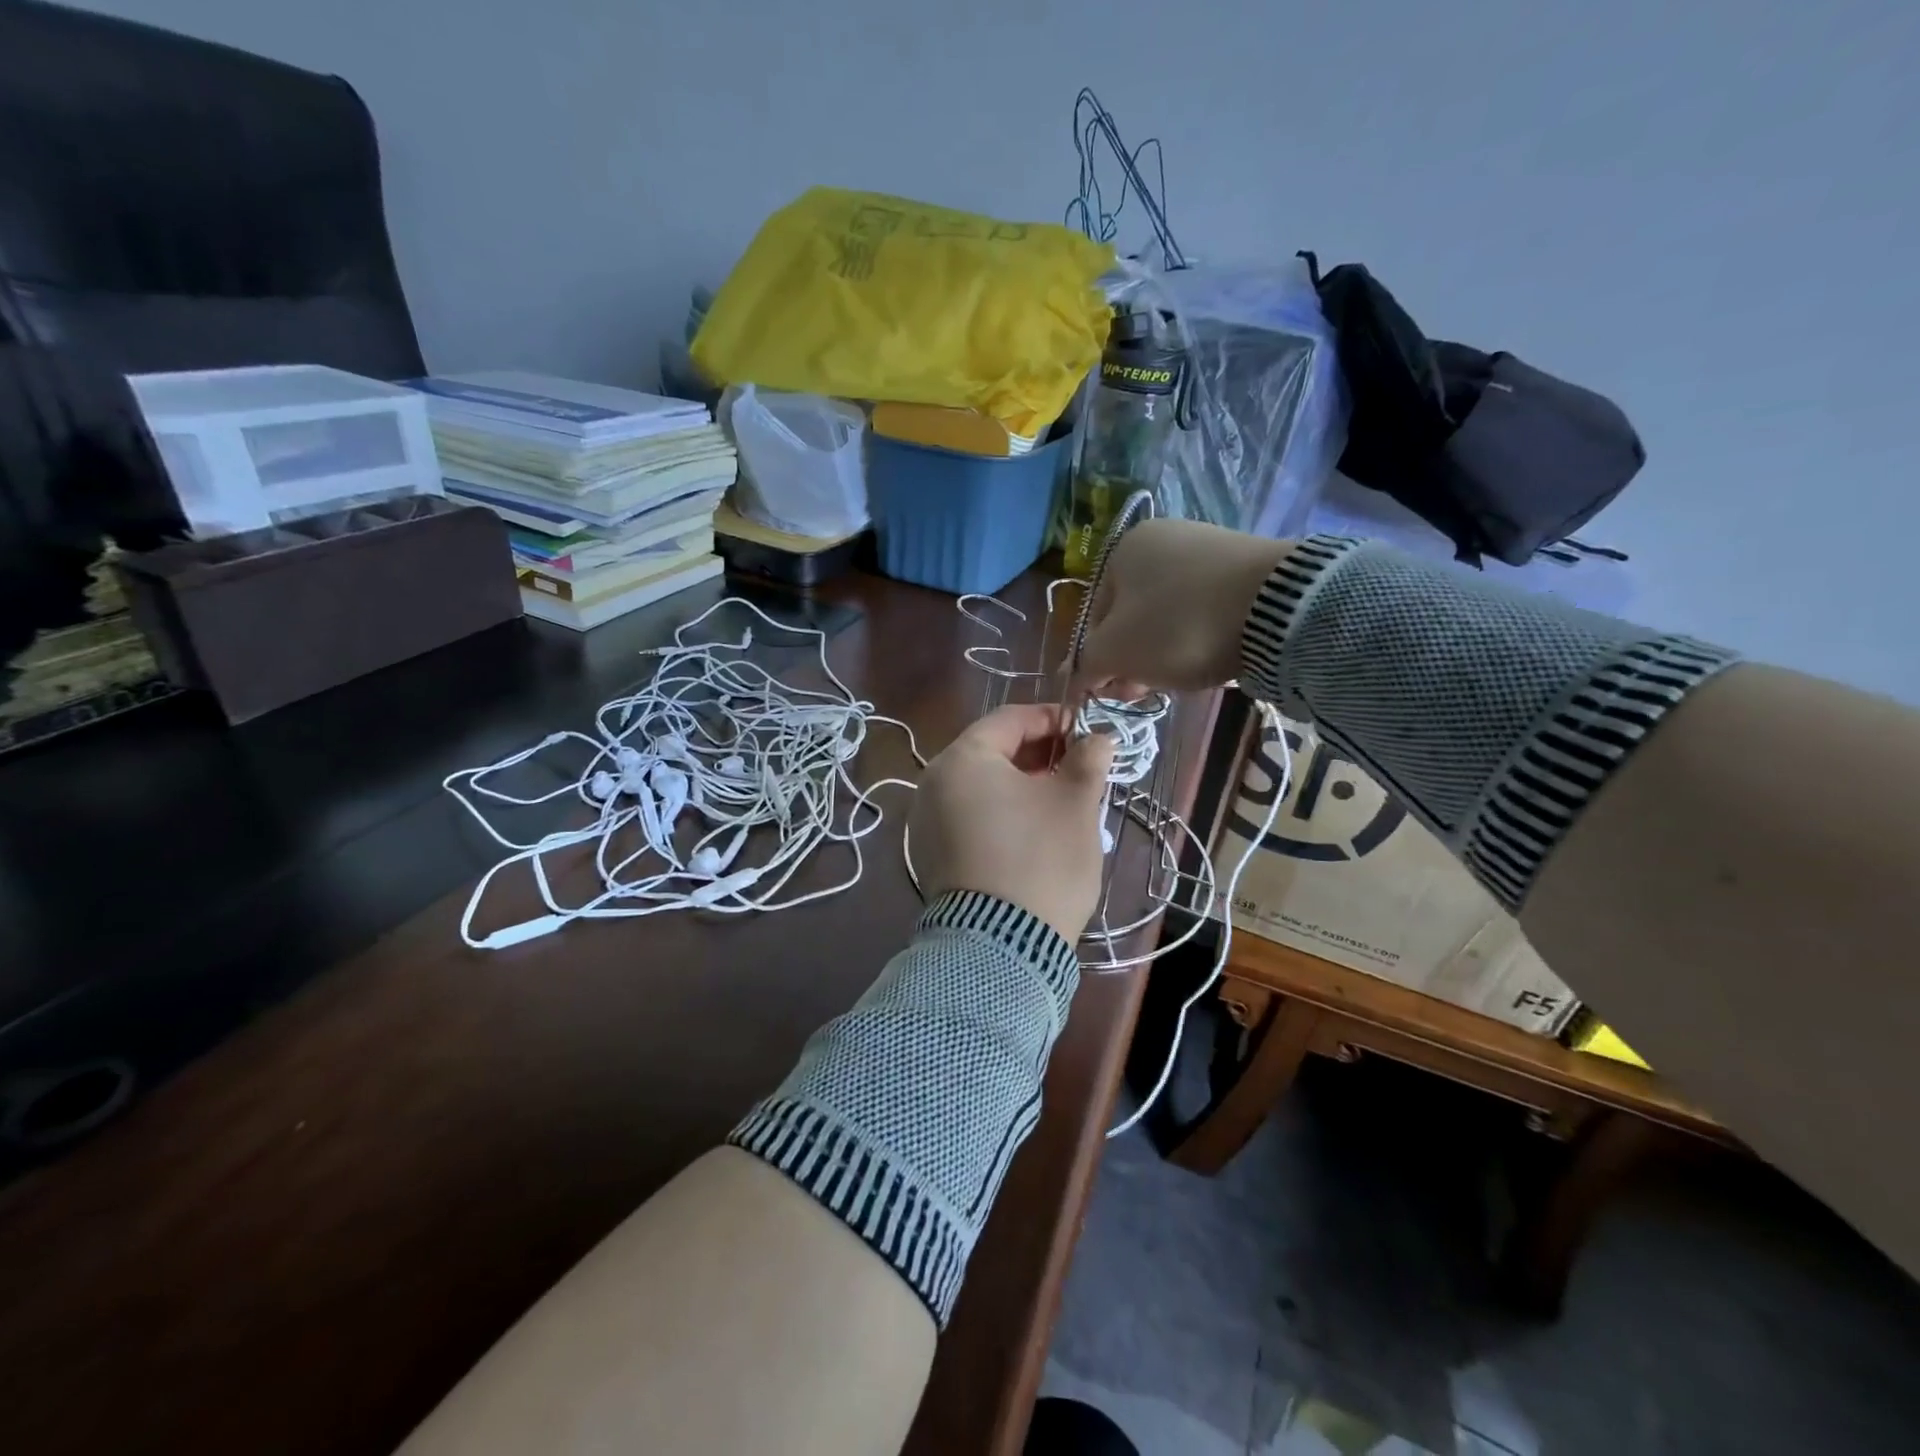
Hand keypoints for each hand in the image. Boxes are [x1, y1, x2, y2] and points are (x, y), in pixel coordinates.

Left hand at [911, 705, 1115, 943]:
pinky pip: (968, 816)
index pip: (1010, 719)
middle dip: (1038, 753)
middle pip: (991, 751)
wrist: (1002, 945)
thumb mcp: (1076, 804)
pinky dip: (999, 811)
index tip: (1087, 731)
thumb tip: (1099, 739)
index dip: (1053, 719)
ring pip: (980, 786)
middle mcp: (933, 783)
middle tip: (1079, 765)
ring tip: (1061, 797)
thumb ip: (1088, 761)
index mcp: (962, 759)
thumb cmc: (1041, 859)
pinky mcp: (929, 854)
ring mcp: (925, 821)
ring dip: (1021, 784)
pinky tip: (1032, 829)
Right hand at [1072, 520, 1289, 697]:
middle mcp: (1162, 538)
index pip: (1095, 617)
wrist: (1276, 607)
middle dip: (1135, 658)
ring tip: (1184, 676)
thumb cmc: (1178, 625)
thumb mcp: (1117, 652)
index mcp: (1123, 549)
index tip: (1118, 691)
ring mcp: (1206, 547)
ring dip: (1166, 651)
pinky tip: (1213, 654)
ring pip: (1169, 614)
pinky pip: (1206, 608)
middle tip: (1147, 691)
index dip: (1101, 660)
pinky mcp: (1245, 565)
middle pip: (1133, 615)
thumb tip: (1067, 678)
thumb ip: (1086, 665)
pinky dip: (1201, 634)